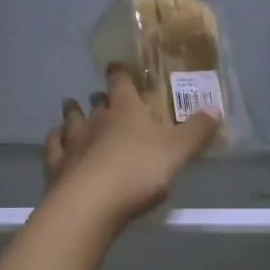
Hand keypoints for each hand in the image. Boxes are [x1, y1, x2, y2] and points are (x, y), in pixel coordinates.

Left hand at [43, 65, 219, 226]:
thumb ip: (196, 130)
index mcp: (125, 110)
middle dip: (100, 97)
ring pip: (71, 120)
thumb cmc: (138, 170)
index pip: (120, 81)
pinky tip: (56, 142)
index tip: (118, 66)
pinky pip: (54, 147)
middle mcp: (96, 119)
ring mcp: (73, 142)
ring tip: (73, 109)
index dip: (120, 72)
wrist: (91, 204)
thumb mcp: (177, 151)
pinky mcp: (57, 166)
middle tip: (105, 98)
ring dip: (73, 114)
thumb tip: (215, 108)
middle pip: (96, 101)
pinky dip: (55, 141)